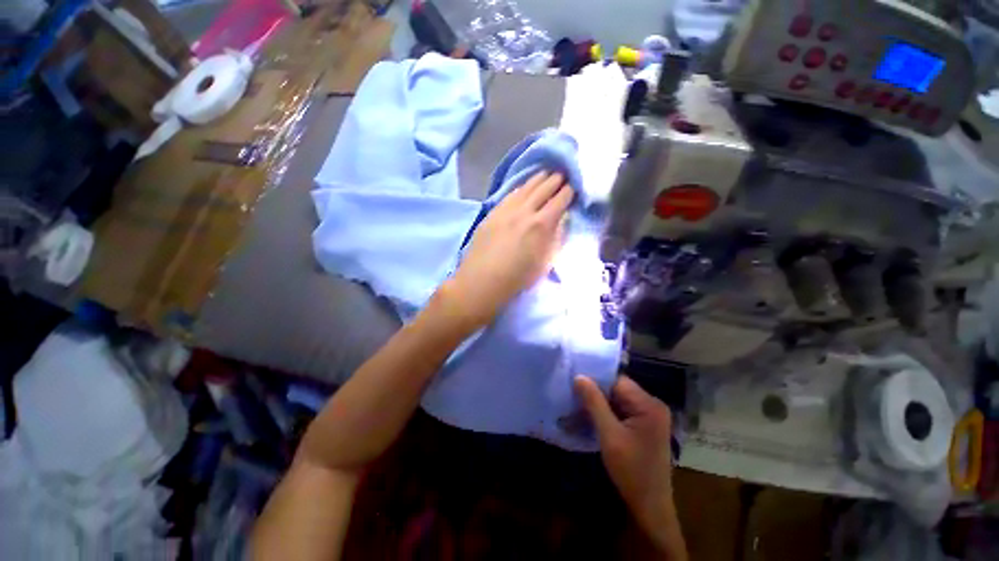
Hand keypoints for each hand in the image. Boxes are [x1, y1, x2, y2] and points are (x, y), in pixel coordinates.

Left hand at [447, 171, 572, 326]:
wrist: (483, 280)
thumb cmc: (518, 277)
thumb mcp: (546, 262)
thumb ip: (556, 238)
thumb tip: (561, 221)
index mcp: (542, 224)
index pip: (560, 201)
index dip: (569, 192)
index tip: (574, 186)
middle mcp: (525, 211)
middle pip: (544, 189)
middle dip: (556, 179)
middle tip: (563, 173)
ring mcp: (506, 210)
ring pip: (526, 188)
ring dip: (538, 179)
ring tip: (546, 173)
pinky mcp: (493, 213)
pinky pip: (510, 195)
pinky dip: (520, 188)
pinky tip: (523, 187)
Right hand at [574, 376, 677, 536]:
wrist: (650, 506)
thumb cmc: (631, 471)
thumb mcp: (609, 435)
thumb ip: (594, 403)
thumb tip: (579, 376)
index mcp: (649, 405)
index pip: (617, 381)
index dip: (596, 381)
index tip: (575, 384)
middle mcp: (653, 405)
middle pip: (618, 389)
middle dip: (597, 393)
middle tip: (575, 397)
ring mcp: (651, 415)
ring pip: (619, 399)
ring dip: (601, 404)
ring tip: (580, 407)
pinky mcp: (646, 425)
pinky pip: (623, 410)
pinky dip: (608, 413)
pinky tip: (593, 418)